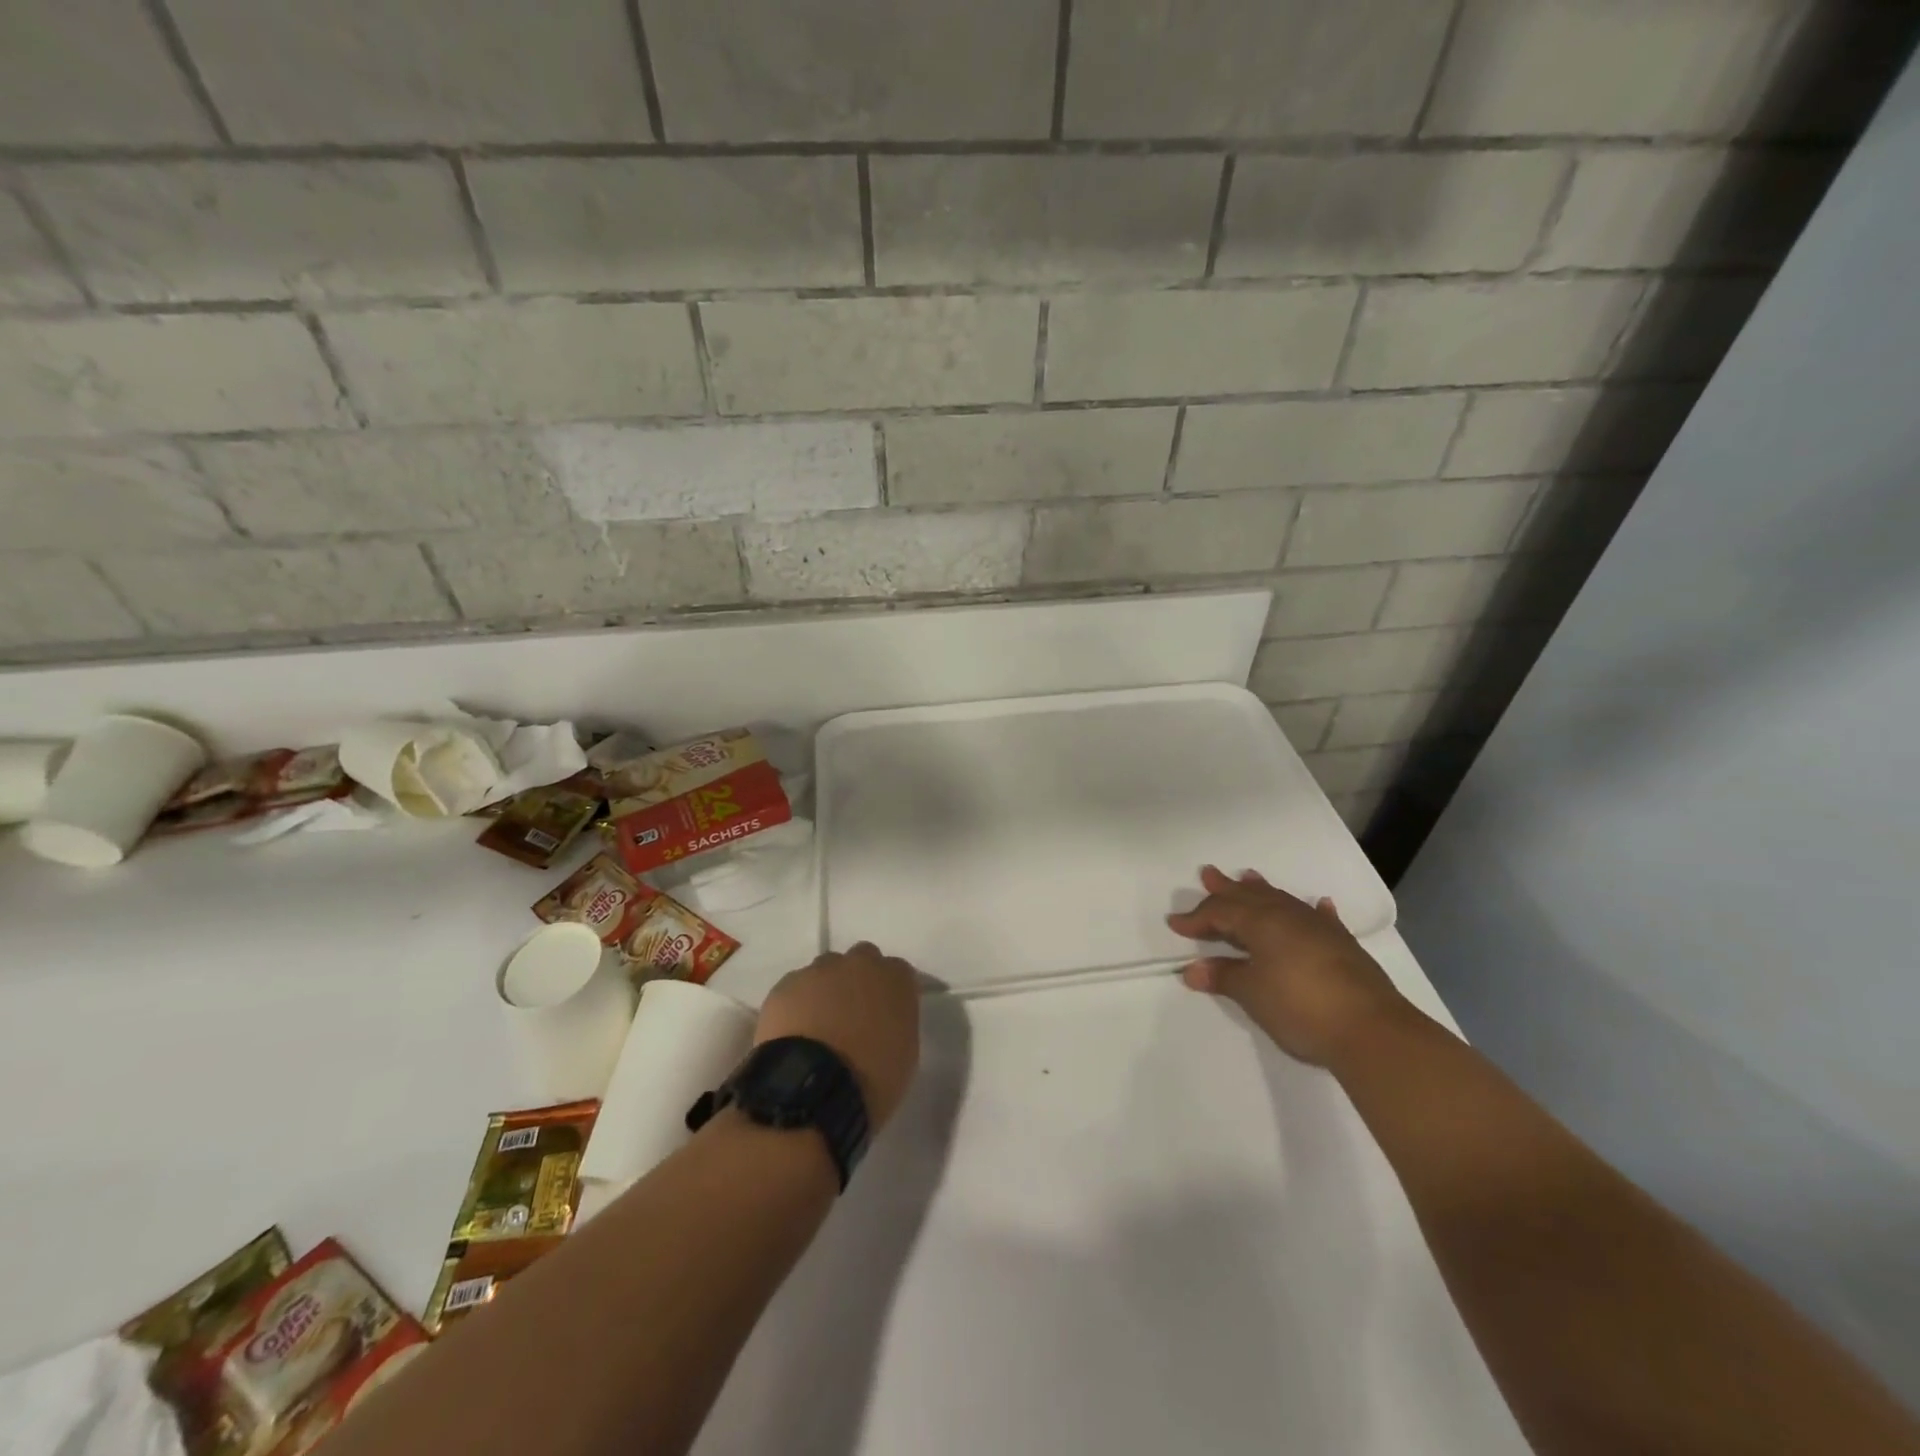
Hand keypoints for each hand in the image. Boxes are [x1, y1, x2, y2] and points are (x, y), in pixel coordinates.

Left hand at [755, 943, 920, 1128]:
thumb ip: (898, 1022)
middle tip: (853, 1014)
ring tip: (819, 1026)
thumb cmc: (872, 1077)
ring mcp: (819, 971)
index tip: (886, 1014)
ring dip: (826, 990)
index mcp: (895, 978)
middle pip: (862, 960)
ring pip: (825, 971)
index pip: (899, 972)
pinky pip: (796, 988)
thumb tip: (884, 1021)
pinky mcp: (786, 985)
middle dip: (858, 980)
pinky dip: (797, 1004)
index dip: (890, 993)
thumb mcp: (905, 1053)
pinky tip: (794, 1033)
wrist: (815, 1089)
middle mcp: (859, 963)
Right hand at [1166, 865, 1411, 1067]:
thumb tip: (1193, 970)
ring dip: (1262, 890)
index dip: (1197, 917)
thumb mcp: (1253, 994)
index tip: (1175, 923)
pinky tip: (1320, 904)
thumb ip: (1224, 976)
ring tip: (1248, 877)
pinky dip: (1314, 910)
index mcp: (1262, 922)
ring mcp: (1319, 929)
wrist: (1372, 1031)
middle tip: (1208, 873)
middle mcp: (1288, 916)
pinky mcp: (1343, 946)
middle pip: (1250, 897)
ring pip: (1283, 900)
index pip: (1221, 912)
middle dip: (1226, 888)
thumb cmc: (1301, 1007)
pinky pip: (1322, 918)